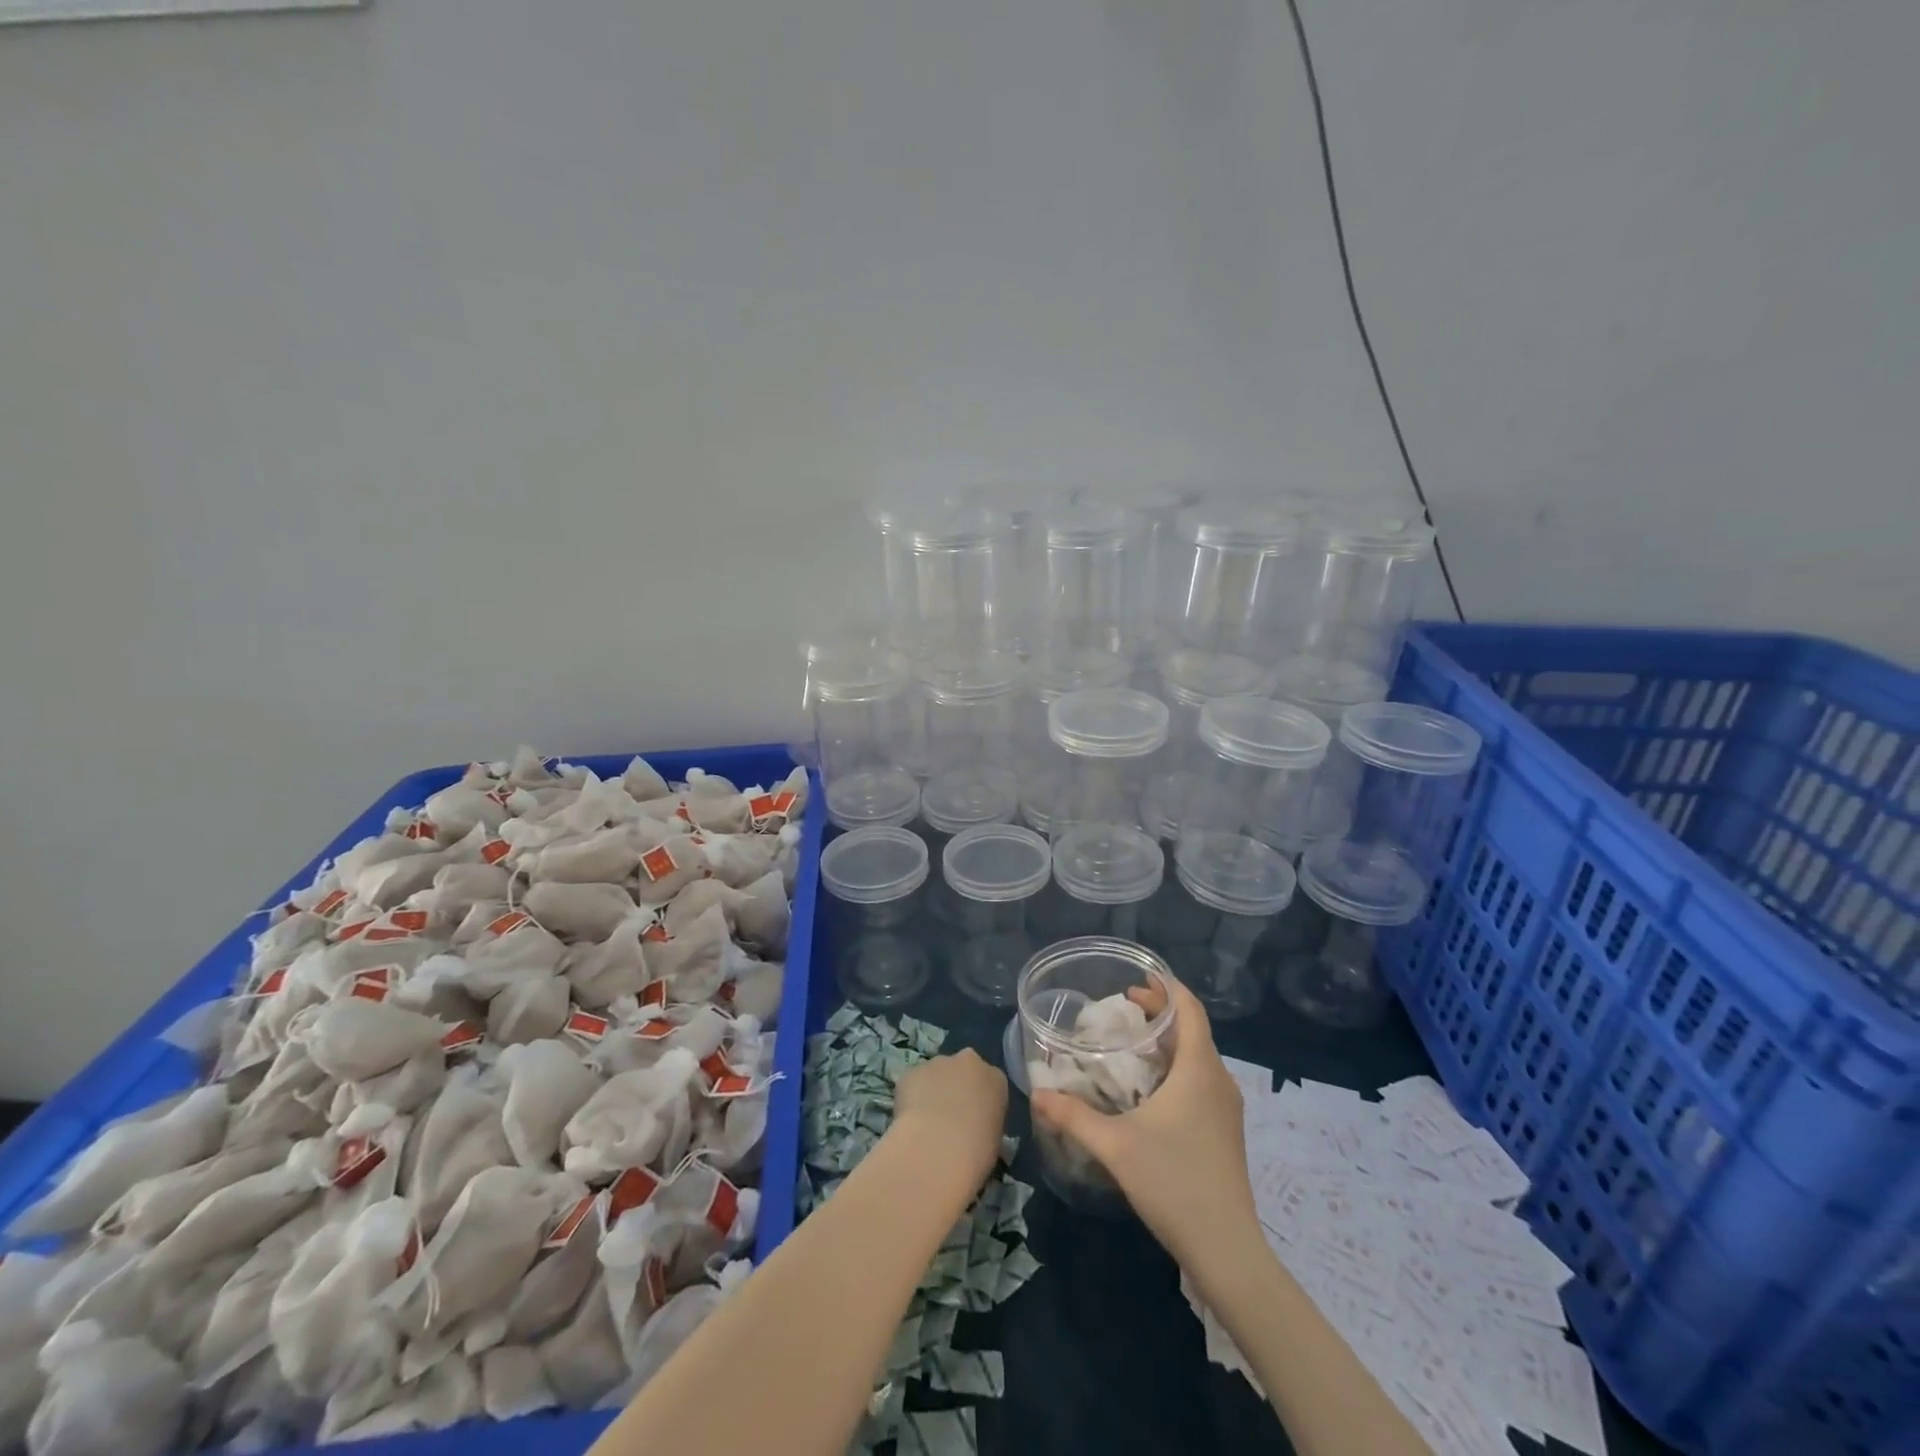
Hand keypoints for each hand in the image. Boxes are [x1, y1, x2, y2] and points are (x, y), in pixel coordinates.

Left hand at [892, 1050, 1008, 1186]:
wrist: (937, 1149)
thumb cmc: (976, 1152)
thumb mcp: (994, 1141)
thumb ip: (985, 1123)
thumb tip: (973, 1128)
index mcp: (995, 1079)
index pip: (990, 1084)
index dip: (979, 1102)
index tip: (973, 1121)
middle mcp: (969, 1062)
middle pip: (962, 1070)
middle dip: (955, 1087)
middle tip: (949, 1118)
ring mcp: (938, 1063)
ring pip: (935, 1074)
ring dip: (932, 1091)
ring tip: (925, 1124)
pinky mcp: (911, 1072)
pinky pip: (912, 1083)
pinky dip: (910, 1097)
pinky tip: (909, 1122)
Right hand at [1031, 978, 1258, 1265]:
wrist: (1226, 1248)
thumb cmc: (1174, 1182)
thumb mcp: (1115, 1146)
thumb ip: (1074, 1116)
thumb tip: (1037, 1095)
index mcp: (1199, 1069)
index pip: (1190, 1010)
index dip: (1167, 988)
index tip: (1138, 978)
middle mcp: (1219, 1080)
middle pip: (1193, 1030)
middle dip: (1161, 1014)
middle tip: (1123, 1009)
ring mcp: (1227, 1108)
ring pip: (1198, 1058)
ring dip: (1169, 1043)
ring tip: (1133, 1044)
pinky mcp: (1225, 1132)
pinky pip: (1202, 1081)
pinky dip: (1177, 1069)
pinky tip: (1151, 1090)